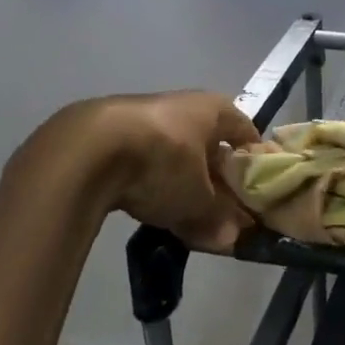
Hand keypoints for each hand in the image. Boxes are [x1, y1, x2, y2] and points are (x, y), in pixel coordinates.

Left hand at [85, 91, 259, 251]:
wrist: (87, 150)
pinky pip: (144, 160)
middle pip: (209, 145)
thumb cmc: (163, 163)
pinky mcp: (111, 132)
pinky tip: (147, 207)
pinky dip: (151, 182)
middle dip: (215, 179)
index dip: (253, 163)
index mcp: (214, 110)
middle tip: (221, 213)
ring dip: (182, 183)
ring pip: (175, 154)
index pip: (246, 133)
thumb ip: (218, 219)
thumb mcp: (198, 200)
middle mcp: (183, 105)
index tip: (257, 192)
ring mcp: (144, 116)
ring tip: (184, 216)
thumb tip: (233, 240)